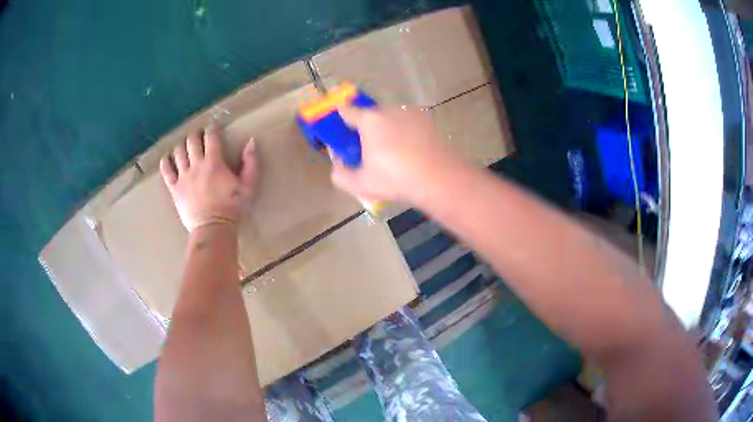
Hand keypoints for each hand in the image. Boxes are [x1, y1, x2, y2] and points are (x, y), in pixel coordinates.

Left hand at [160, 126, 257, 231]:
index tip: (213, 128)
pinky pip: (166, 171)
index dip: (212, 129)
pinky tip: (168, 160)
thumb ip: (251, 163)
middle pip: (192, 141)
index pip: (211, 137)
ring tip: (185, 148)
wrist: (213, 229)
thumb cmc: (233, 208)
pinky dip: (166, 162)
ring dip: (182, 146)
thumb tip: (251, 142)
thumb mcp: (249, 186)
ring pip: (178, 152)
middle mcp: (196, 165)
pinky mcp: (175, 189)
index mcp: (214, 162)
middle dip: (195, 135)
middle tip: (199, 137)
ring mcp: (183, 176)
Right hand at [331, 106, 454, 201]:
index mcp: (369, 120)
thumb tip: (338, 164)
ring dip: (388, 131)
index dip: (341, 121)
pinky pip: (409, 123)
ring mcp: (411, 113)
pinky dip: (407, 133)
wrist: (438, 179)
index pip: (346, 111)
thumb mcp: (360, 184)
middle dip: (367, 130)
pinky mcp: (429, 120)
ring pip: (391, 119)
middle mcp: (389, 109)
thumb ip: (340, 174)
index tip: (342, 134)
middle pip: (370, 116)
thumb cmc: (395, 179)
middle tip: (370, 152)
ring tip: (395, 155)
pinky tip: (412, 152)